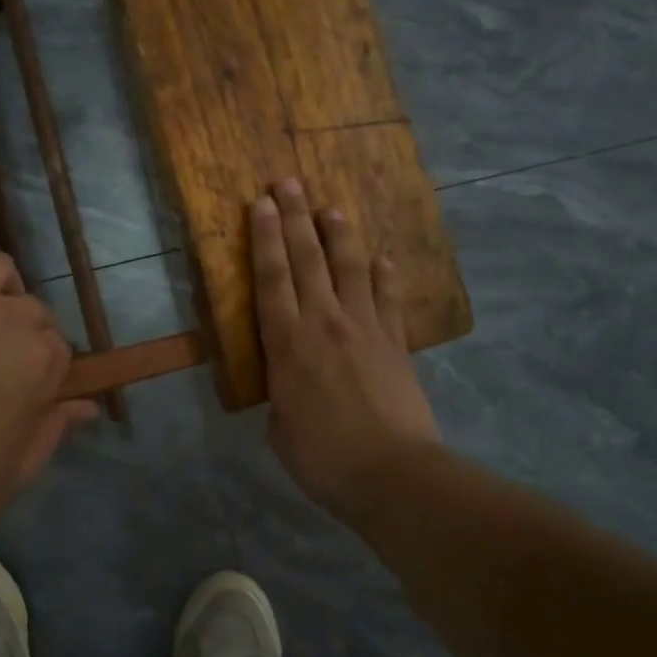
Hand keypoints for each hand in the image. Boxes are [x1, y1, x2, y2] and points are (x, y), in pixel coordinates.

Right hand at [252, 178, 440, 512]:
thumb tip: (289, 384)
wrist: (392, 474)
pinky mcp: (395, 342)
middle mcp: (325, 322)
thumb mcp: (280, 427)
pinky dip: (384, 273)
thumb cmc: (322, 457)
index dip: (264, 237)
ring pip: (350, 267)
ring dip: (339, 234)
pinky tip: (382, 256)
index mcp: (287, 343)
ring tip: (331, 208)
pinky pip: (388, 296)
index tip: (260, 203)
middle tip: (287, 182)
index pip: (271, 278)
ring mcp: (365, 327)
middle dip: (295, 217)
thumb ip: (281, 393)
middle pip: (308, 258)